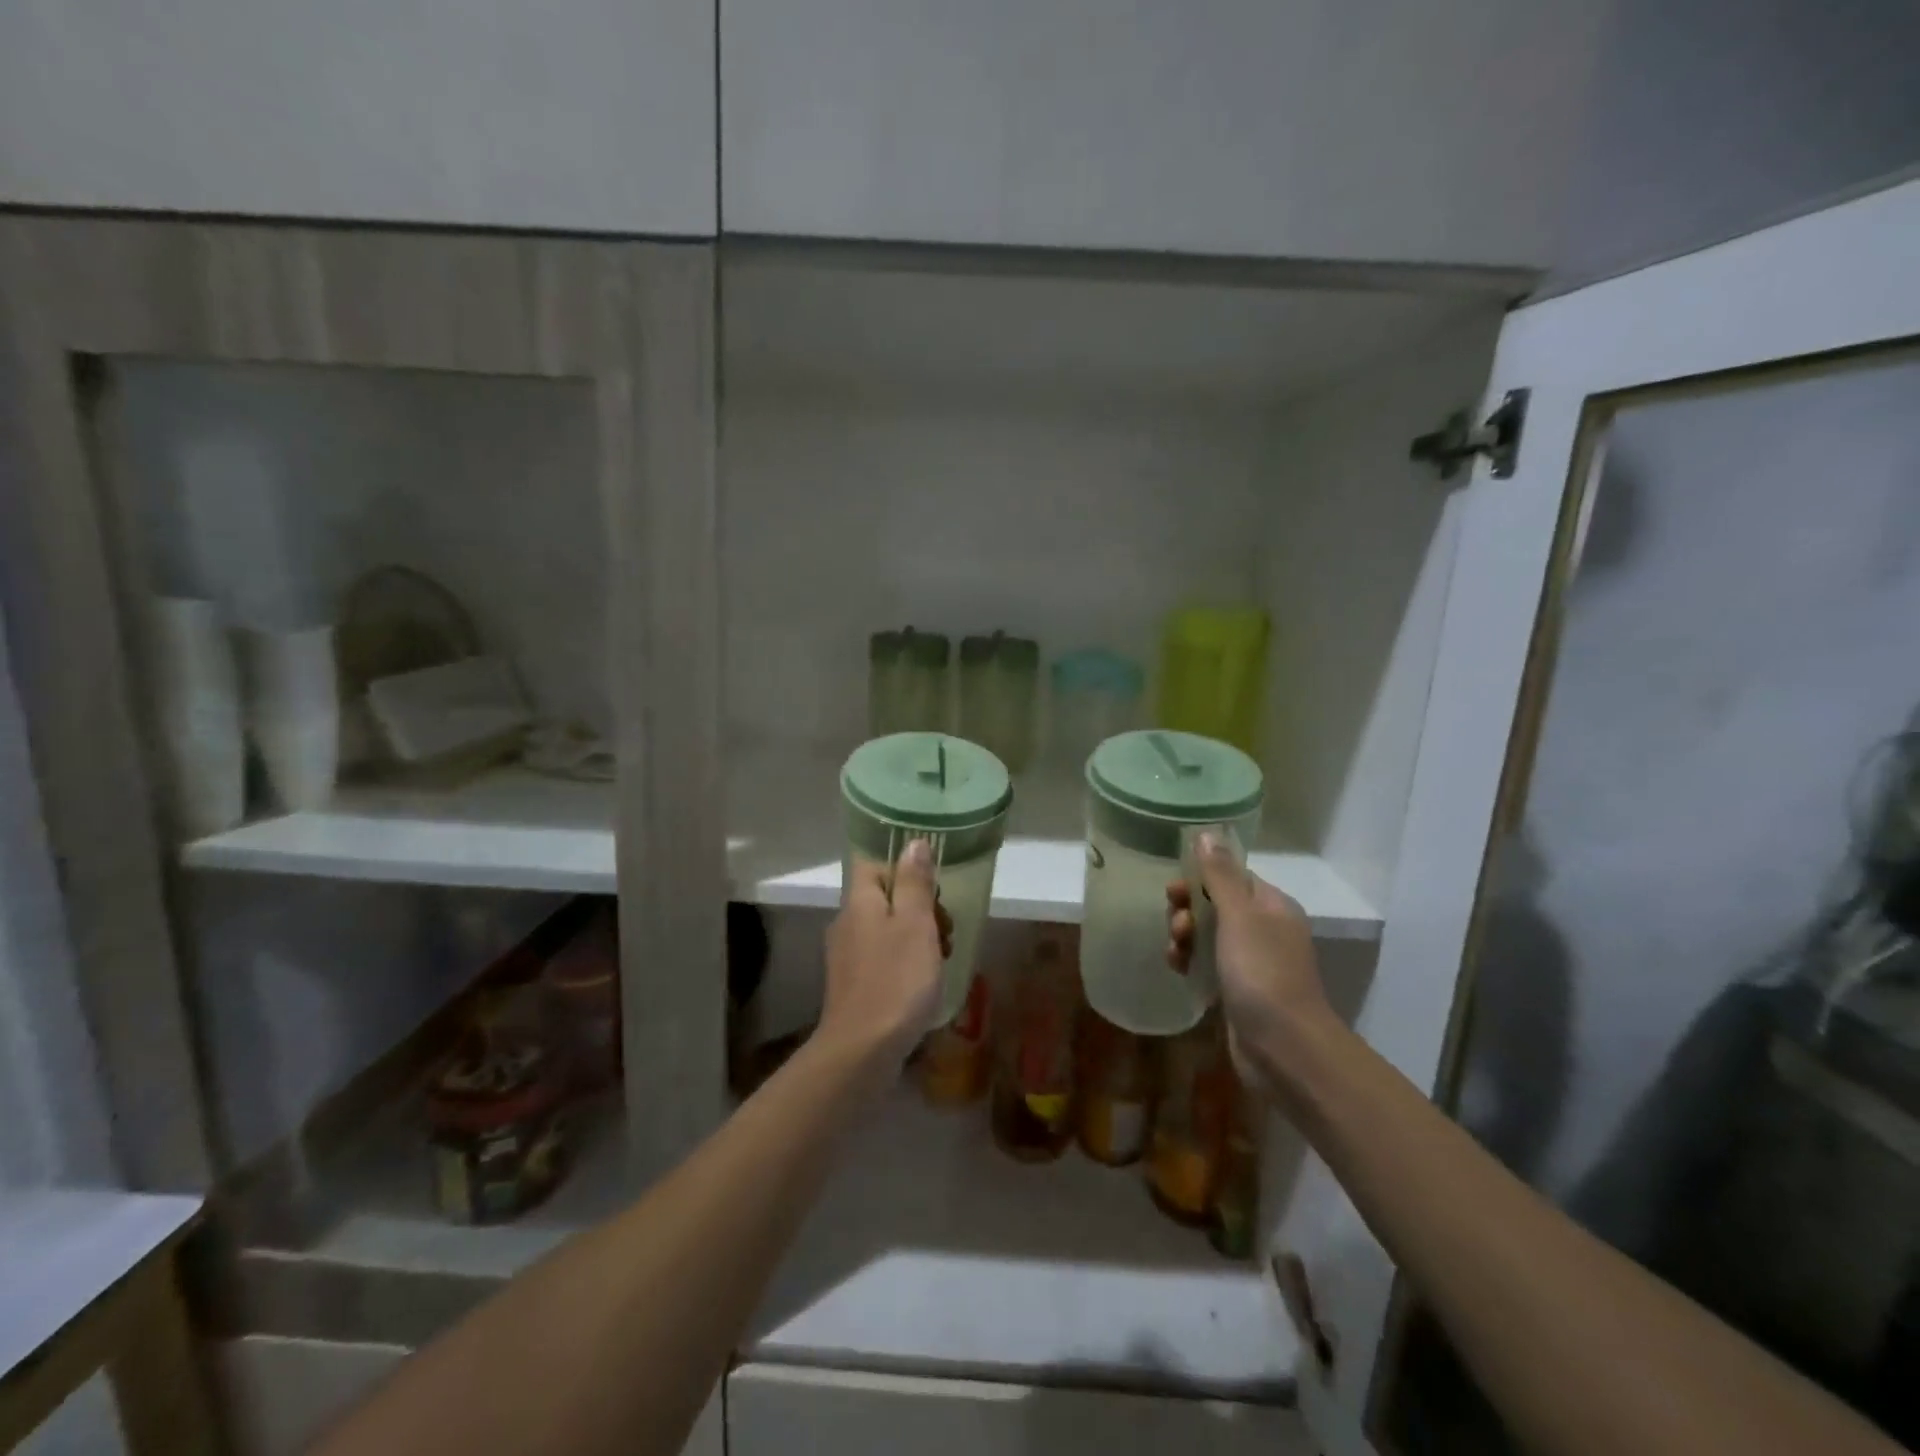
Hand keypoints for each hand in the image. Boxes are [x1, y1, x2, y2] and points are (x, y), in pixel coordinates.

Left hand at [822, 839, 953, 1069]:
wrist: (862, 1051)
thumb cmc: (896, 980)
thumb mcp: (914, 924)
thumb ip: (914, 882)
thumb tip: (914, 842)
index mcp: (859, 902)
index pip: (874, 863)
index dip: (904, 868)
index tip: (933, 889)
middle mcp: (846, 923)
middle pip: (884, 898)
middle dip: (919, 908)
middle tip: (945, 931)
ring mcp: (847, 957)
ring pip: (886, 930)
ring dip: (916, 938)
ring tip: (941, 961)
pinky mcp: (853, 986)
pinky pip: (882, 959)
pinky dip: (905, 963)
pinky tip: (923, 985)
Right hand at [1166, 833, 1334, 1088]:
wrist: (1284, 1049)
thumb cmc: (1262, 973)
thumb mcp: (1238, 917)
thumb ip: (1219, 875)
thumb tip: (1207, 833)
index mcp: (1271, 906)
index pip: (1230, 877)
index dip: (1199, 880)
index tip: (1174, 892)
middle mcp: (1264, 930)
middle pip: (1215, 905)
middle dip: (1188, 911)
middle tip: (1177, 927)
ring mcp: (1252, 963)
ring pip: (1207, 936)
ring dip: (1185, 938)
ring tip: (1176, 955)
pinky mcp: (1238, 991)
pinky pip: (1207, 965)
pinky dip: (1190, 964)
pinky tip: (1179, 971)